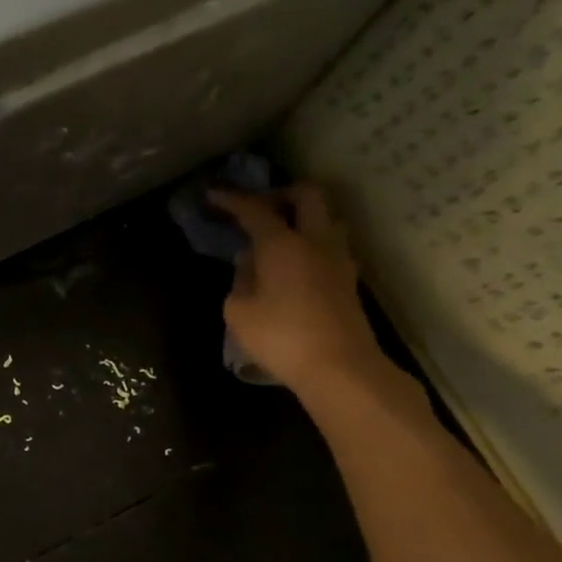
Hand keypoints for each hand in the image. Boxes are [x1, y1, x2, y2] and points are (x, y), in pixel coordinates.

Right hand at [213, 183, 397, 403]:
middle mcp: (315, 241)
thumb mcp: (239, 311)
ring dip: (303, 217)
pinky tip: (293, 263)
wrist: (340, 367)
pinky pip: (329, 245)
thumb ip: (240, 280)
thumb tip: (249, 263)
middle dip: (281, 194)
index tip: (213, 194)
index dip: (232, 199)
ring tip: (279, 235)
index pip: (255, 210)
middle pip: (308, 195)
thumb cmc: (281, 337)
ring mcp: (338, 260)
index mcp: (282, 244)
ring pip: (326, 218)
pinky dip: (310, 242)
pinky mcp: (348, 280)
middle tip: (259, 207)